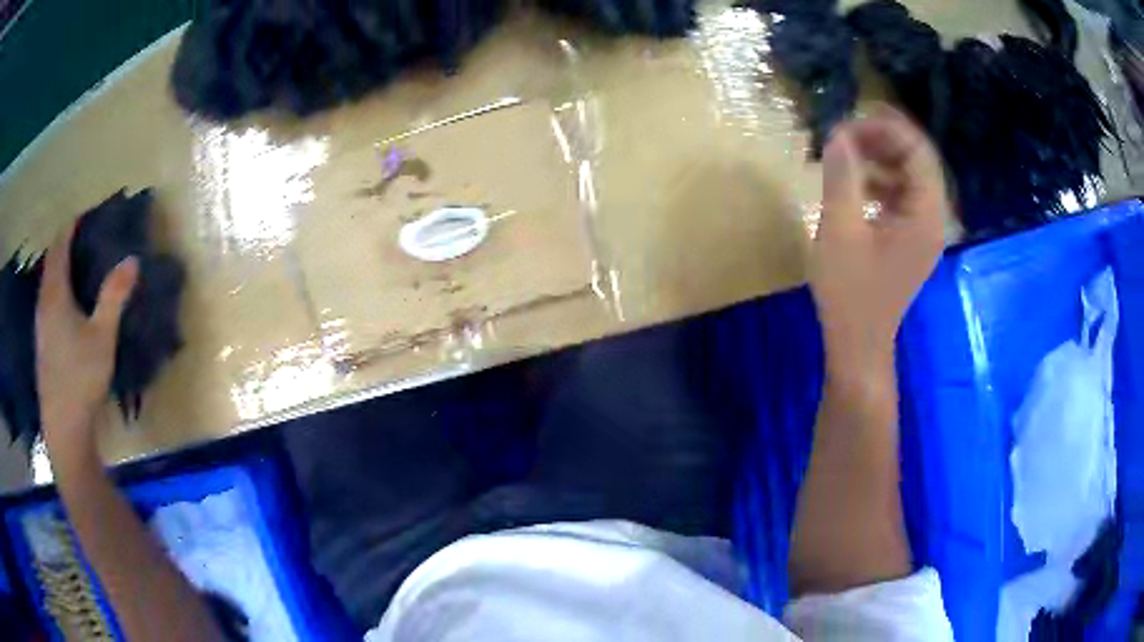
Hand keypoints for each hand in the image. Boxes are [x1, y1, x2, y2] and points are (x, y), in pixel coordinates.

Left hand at [36, 223, 137, 465]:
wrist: (63, 427)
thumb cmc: (81, 378)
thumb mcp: (102, 337)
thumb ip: (114, 297)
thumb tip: (133, 259)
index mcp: (55, 294)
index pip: (59, 247)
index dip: (70, 227)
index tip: (83, 214)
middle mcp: (43, 304)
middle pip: (50, 263)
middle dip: (62, 246)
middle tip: (78, 237)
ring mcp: (40, 327)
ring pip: (46, 285)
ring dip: (56, 269)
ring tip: (71, 266)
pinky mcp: (41, 346)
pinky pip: (45, 304)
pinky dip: (54, 291)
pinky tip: (63, 306)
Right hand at [811, 106, 947, 378]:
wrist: (859, 344)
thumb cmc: (851, 292)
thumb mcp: (840, 230)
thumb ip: (841, 176)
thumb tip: (837, 134)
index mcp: (926, 215)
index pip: (918, 151)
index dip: (887, 128)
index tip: (850, 120)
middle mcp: (933, 218)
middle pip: (917, 160)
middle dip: (882, 139)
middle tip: (845, 132)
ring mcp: (924, 229)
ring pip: (909, 176)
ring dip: (880, 158)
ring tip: (846, 151)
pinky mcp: (911, 238)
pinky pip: (902, 195)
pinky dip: (880, 181)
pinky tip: (855, 183)